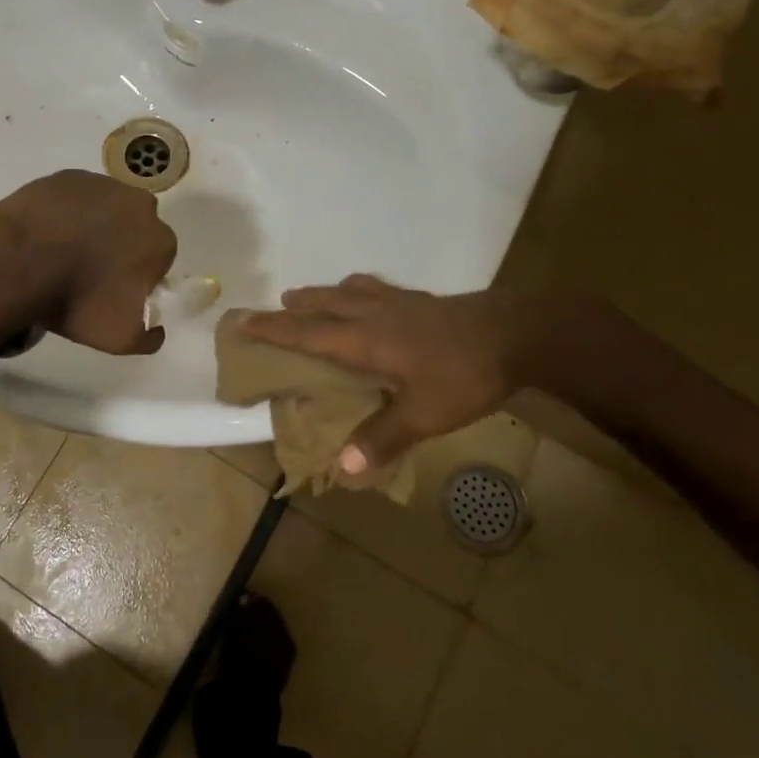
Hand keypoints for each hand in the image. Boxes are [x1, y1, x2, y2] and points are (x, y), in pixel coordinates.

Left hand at [0, 170, 177, 354]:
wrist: (18, 262)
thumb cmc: (77, 300)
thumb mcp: (121, 338)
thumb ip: (150, 336)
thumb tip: (157, 328)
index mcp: (160, 240)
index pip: (157, 259)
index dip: (137, 275)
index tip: (114, 289)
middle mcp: (140, 205)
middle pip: (135, 228)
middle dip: (119, 245)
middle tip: (88, 270)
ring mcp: (103, 184)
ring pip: (106, 208)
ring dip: (94, 225)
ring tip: (63, 251)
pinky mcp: (68, 176)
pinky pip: (75, 197)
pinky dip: (66, 212)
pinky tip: (47, 233)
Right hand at [240, 276, 550, 472]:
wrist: (516, 334)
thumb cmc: (463, 374)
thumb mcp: (424, 414)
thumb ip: (383, 438)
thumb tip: (343, 469)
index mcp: (365, 339)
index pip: (306, 332)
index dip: (272, 328)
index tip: (242, 320)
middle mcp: (373, 314)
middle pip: (323, 304)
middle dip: (296, 306)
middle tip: (276, 307)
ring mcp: (398, 302)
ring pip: (348, 291)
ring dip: (324, 294)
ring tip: (311, 298)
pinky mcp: (421, 300)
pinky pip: (375, 288)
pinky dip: (357, 290)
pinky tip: (369, 296)